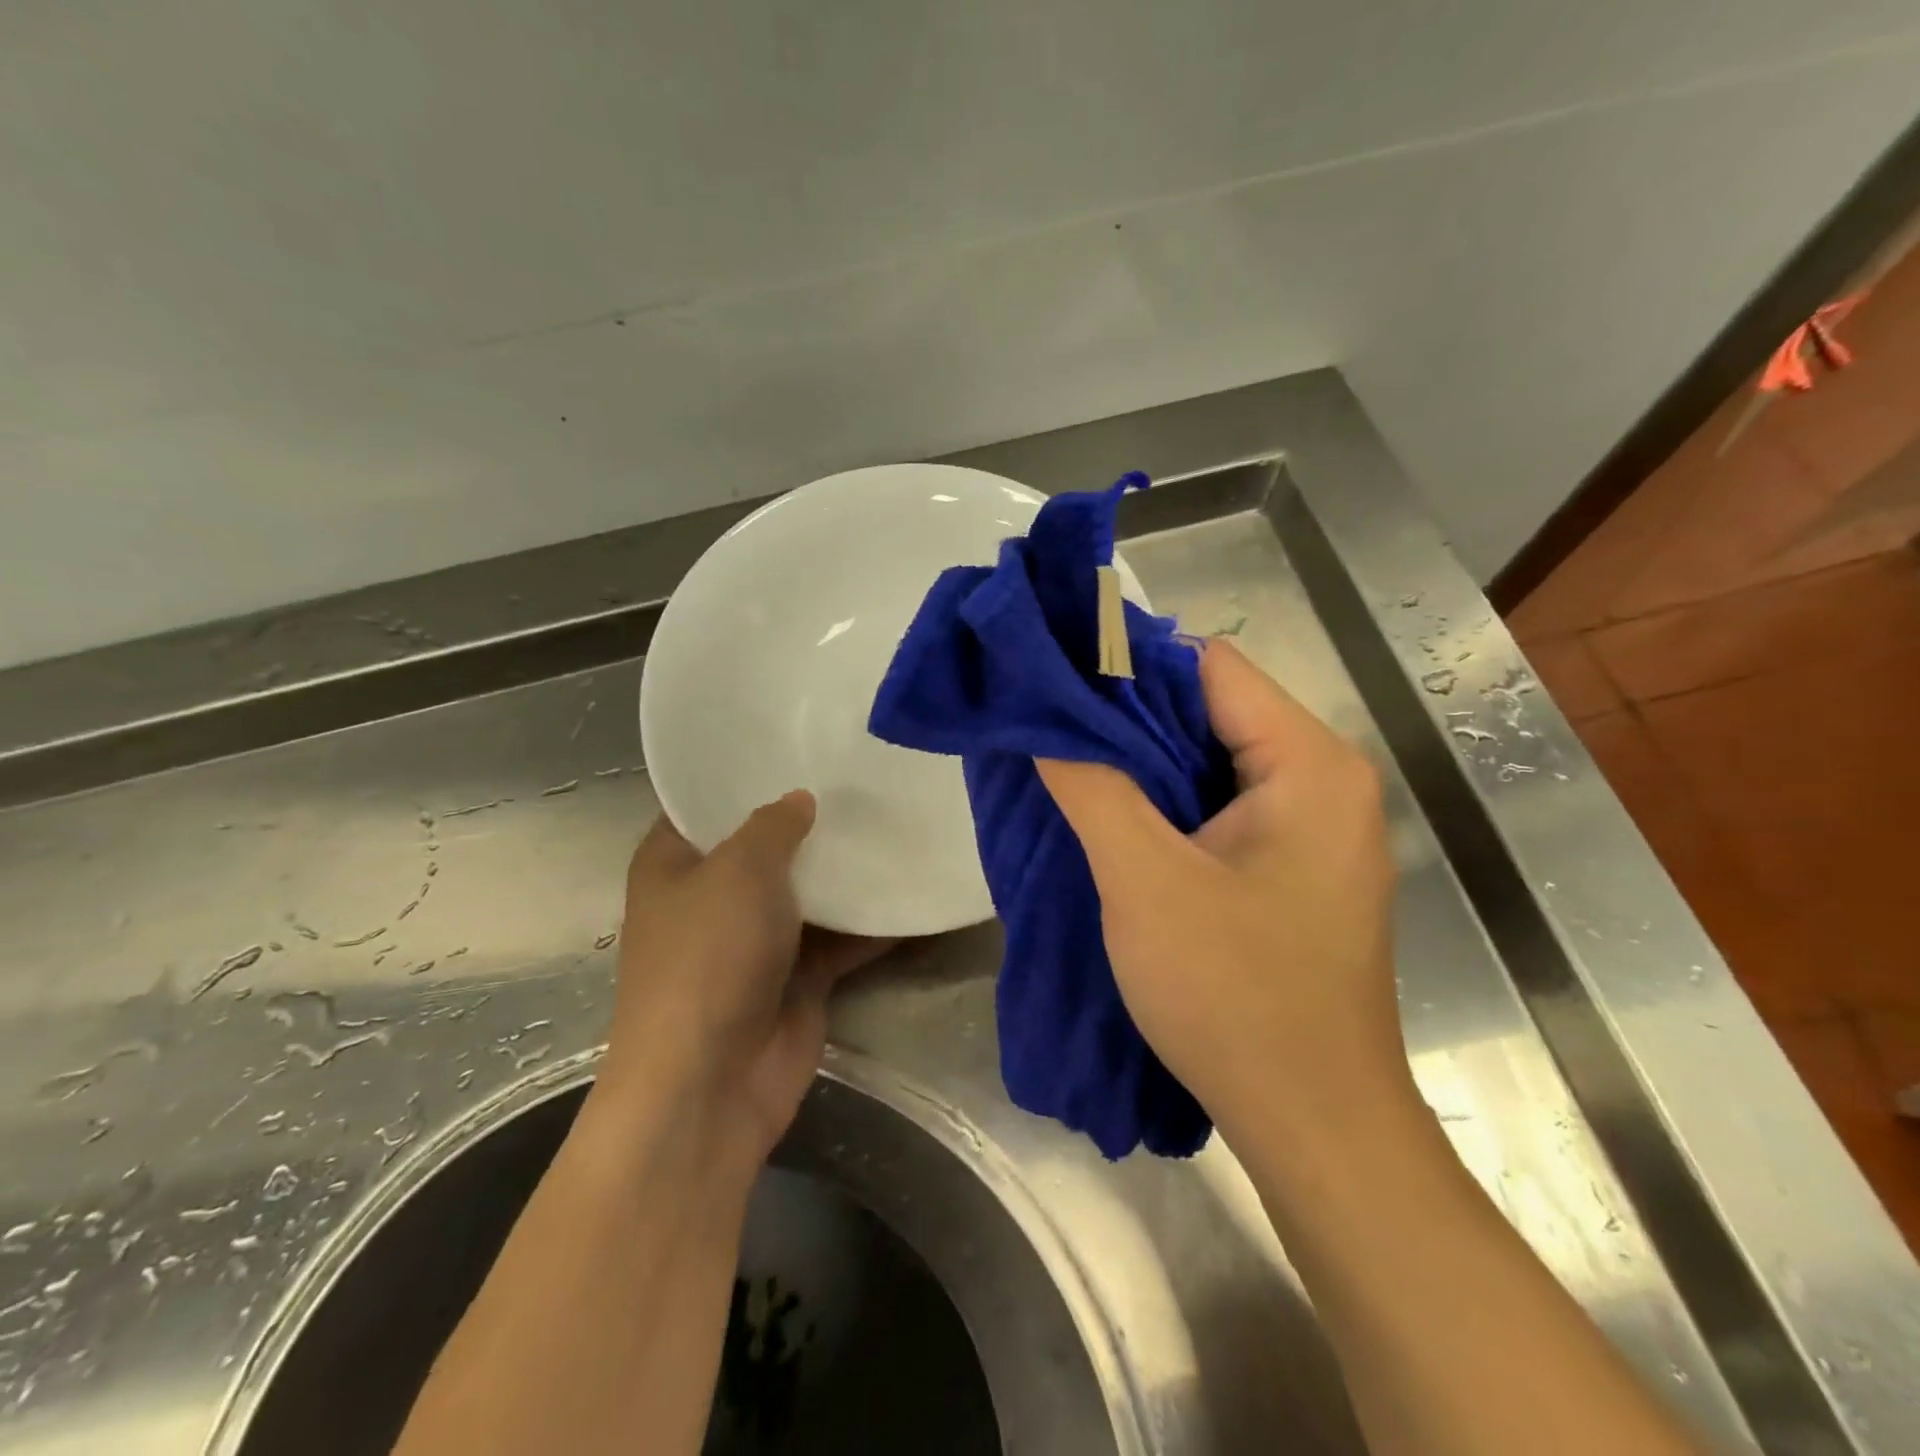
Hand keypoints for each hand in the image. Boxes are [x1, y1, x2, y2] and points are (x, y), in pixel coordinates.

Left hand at [594, 791, 891, 1180]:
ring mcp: (757, 939)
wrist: (712, 1083)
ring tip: (897, 819)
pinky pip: (841, 937)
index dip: (745, 775)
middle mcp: (713, 897)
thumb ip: (774, 826)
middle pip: (767, 846)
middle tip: (862, 776)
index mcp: (674, 864)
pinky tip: (913, 888)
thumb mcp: (739, 870)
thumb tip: (800, 800)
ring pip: (809, 892)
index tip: (796, 744)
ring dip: (847, 871)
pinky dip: (872, 921)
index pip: (705, 804)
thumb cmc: (708, 957)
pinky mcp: (798, 976)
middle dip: (810, 820)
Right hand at [1036, 641, 1402, 1142]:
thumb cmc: (1235, 996)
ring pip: (1212, 763)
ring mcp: (1314, 829)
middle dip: (1130, 720)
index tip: (1058, 684)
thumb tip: (1044, 716)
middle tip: (1051, 733)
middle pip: (1213, 712)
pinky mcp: (1294, 870)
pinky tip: (1117, 826)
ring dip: (1143, 768)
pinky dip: (1167, 808)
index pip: (1212, 667)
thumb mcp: (1145, 881)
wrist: (1313, 1126)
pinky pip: (1222, 809)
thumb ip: (1092, 785)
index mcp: (1309, 764)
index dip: (1130, 667)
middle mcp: (1324, 781)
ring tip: (1071, 774)